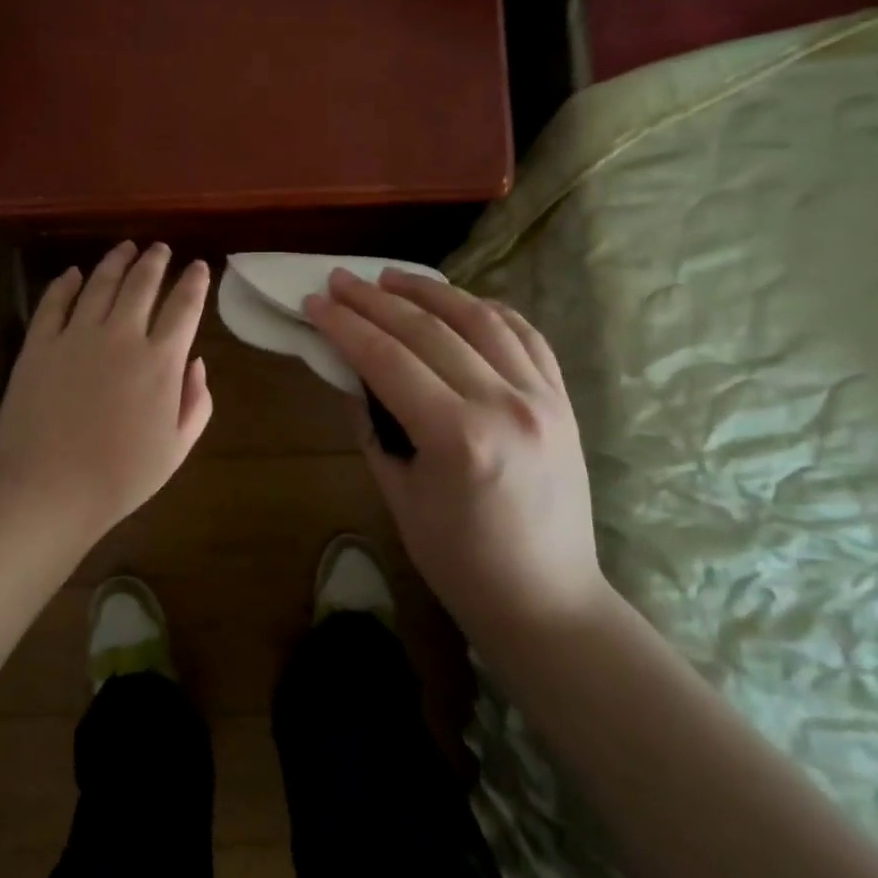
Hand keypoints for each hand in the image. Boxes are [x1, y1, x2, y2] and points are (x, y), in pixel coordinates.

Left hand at [0, 243, 212, 545]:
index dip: (195, 281)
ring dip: (116, 261)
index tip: (199, 267)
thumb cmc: (120, 477)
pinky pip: (54, 302)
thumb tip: (196, 362)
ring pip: (100, 283)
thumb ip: (197, 402)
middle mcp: (121, 336)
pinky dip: (65, 283)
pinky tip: (73, 274)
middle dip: (156, 260)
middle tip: (160, 248)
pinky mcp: (38, 344)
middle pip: (142, 283)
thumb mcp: (177, 448)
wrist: (47, 491)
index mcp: (161, 361)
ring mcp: (76, 336)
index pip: (185, 306)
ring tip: (125, 248)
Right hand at [304, 270, 602, 640]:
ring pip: (480, 318)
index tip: (314, 302)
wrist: (547, 599)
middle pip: (429, 330)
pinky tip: (460, 301)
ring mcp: (541, 396)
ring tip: (391, 277)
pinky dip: (488, 310)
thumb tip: (356, 375)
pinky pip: (525, 335)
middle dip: (376, 300)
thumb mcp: (400, 496)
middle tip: (340, 280)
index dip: (345, 326)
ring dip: (430, 291)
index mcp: (458, 436)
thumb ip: (375, 428)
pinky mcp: (562, 399)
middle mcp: (504, 403)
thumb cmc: (460, 563)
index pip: (388, 359)